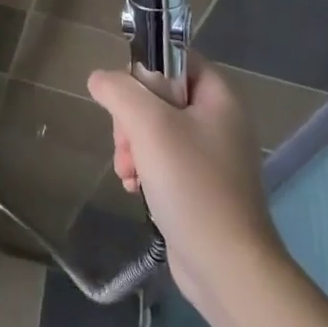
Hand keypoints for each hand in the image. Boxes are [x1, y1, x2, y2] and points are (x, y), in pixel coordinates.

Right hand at [87, 58, 282, 307]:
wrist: (228, 268)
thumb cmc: (192, 185)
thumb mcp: (148, 125)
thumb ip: (119, 91)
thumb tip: (99, 79)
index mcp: (219, 97)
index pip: (175, 57)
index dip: (146, 68)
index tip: (125, 95)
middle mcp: (219, 121)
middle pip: (160, 95)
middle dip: (131, 117)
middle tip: (124, 142)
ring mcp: (211, 156)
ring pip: (156, 128)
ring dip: (132, 145)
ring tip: (126, 170)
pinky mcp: (201, 186)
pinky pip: (163, 159)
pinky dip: (144, 167)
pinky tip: (133, 186)